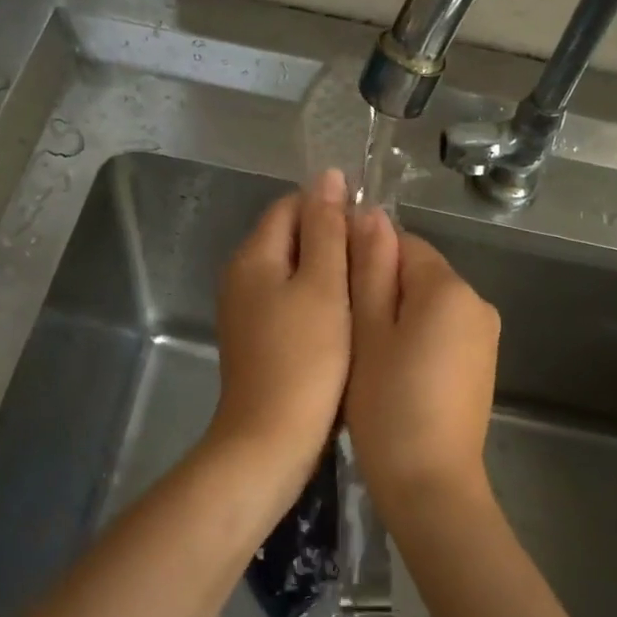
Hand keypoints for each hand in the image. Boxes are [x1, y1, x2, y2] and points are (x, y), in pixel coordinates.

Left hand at [205, 170, 351, 495]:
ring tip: (365, 290)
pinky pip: (290, 303)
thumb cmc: (305, 359)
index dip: (331, 208)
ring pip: (293, 273)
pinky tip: (345, 320)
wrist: (271, 439)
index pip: (292, 206)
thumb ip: (326, 229)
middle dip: (332, 242)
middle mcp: (242, 277)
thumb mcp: (322, 286)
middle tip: (374, 263)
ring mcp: (246, 311)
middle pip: (290, 238)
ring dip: (328, 274)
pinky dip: (317, 303)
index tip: (369, 231)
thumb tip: (329, 177)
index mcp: (253, 256)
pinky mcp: (258, 340)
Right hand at [344, 207, 500, 509]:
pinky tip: (392, 373)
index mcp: (449, 288)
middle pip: (418, 273)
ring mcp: (485, 336)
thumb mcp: (367, 331)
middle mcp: (477, 302)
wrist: (431, 484)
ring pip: (428, 305)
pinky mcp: (482, 365)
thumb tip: (370, 214)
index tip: (336, 293)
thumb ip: (369, 268)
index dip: (364, 259)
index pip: (402, 243)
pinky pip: (442, 332)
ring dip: (395, 316)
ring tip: (364, 355)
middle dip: (380, 289)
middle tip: (345, 331)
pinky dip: (415, 340)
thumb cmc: (387, 404)